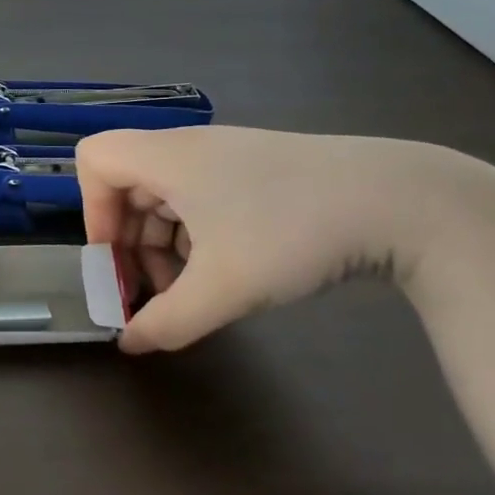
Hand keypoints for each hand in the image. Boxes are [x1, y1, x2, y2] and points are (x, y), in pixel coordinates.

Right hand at [76, 126, 458, 353]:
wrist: (403, 200)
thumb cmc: (292, 231)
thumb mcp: (224, 287)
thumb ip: (167, 321)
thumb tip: (129, 344)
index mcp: (168, 157)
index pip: (94, 160)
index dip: (92, 210)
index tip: (116, 258)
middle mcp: (190, 149)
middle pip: (128, 185)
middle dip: (130, 243)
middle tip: (151, 292)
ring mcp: (227, 158)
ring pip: (166, 196)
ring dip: (164, 245)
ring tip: (191, 292)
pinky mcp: (259, 171)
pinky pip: (202, 199)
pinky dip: (197, 236)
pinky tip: (226, 273)